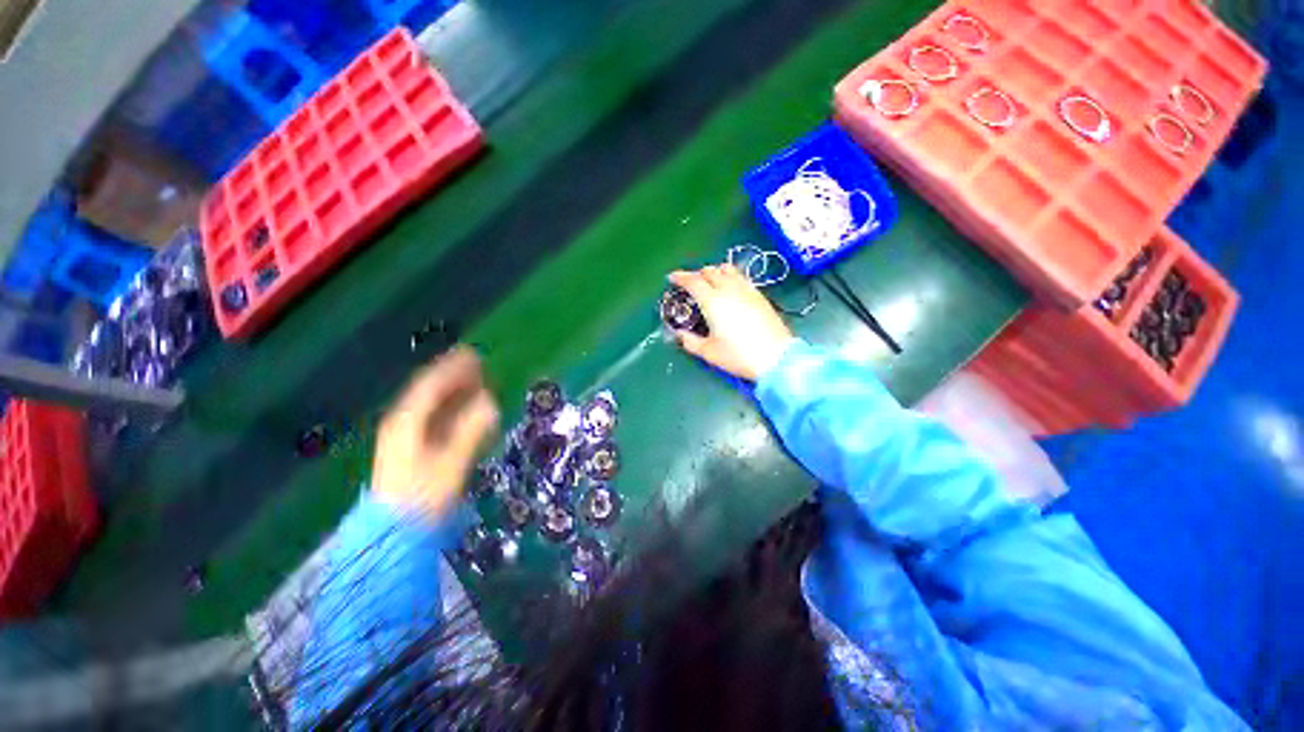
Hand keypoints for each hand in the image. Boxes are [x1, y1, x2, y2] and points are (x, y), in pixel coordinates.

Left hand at [372, 347, 499, 520]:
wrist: (394, 535)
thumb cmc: (422, 496)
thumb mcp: (450, 463)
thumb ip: (470, 430)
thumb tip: (490, 401)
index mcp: (408, 422)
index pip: (430, 385)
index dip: (452, 368)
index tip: (473, 354)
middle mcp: (404, 423)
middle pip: (430, 392)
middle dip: (454, 376)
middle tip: (479, 364)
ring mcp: (407, 438)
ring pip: (433, 406)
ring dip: (455, 392)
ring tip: (477, 382)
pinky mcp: (413, 451)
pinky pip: (435, 420)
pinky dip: (452, 410)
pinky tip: (467, 411)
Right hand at [668, 264, 796, 380]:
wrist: (775, 357)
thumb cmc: (738, 355)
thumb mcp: (708, 352)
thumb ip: (689, 341)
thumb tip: (679, 334)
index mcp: (712, 301)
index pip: (693, 281)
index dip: (680, 277)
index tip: (672, 278)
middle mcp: (729, 289)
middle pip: (710, 271)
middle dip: (697, 274)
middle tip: (690, 285)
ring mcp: (746, 289)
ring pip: (727, 269)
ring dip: (715, 272)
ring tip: (710, 283)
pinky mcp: (759, 294)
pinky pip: (740, 277)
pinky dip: (730, 277)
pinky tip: (730, 289)